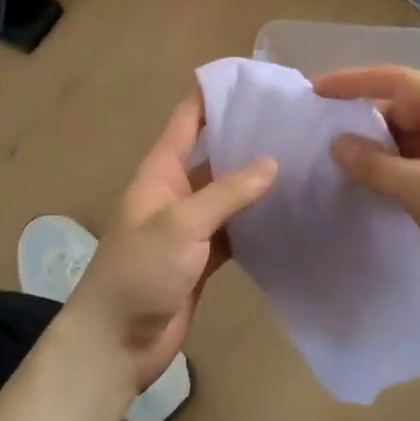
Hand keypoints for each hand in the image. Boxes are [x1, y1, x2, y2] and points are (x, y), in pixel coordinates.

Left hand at [51, 90, 275, 403]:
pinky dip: (257, 220)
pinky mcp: (202, 257)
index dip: (212, 94)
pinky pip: (234, 229)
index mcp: (160, 172)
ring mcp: (189, 226)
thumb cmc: (139, 273)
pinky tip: (289, 211)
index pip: (186, 119)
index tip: (251, 77)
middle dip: (247, 136)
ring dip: (257, 180)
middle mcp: (175, 191)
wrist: (116, 343)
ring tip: (303, 160)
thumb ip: (227, 193)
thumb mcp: (181, 224)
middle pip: (213, 153)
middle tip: (295, 120)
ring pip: (228, 193)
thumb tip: (272, 162)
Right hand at [314, 66, 419, 311]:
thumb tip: (337, 145)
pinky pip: (412, 163)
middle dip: (360, 121)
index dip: (352, 82)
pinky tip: (361, 183)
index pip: (396, 81)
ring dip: (373, 150)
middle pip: (398, 109)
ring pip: (404, 139)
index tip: (314, 91)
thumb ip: (374, 165)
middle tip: (316, 135)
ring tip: (330, 161)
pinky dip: (388, 170)